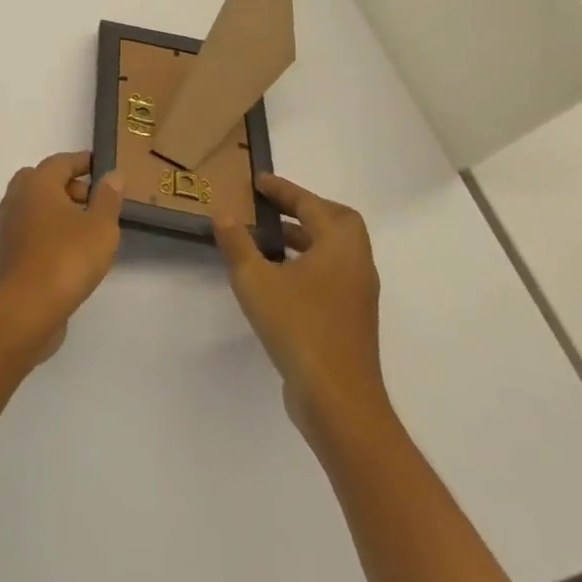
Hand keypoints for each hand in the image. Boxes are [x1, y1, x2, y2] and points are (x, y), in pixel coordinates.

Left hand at [0, 151, 121, 361]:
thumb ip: (108, 198)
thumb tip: (113, 175)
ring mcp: (10, 225)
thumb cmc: (66, 258)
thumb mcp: (100, 227)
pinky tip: (73, 248)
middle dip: (69, 185)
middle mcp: (18, 198)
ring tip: (89, 226)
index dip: (83, 162)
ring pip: (36, 205)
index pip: (61, 162)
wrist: (25, 308)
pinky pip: (33, 228)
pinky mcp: (10, 251)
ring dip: (60, 208)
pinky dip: (51, 228)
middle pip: (43, 180)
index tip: (102, 166)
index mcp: (38, 183)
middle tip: (95, 199)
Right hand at [213, 174, 388, 445]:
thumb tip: (223, 214)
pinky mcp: (350, 320)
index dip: (284, 190)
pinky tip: (277, 277)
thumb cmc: (298, 328)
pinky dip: (307, 263)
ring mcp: (357, 296)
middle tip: (272, 207)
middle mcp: (356, 265)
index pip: (312, 205)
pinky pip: (330, 275)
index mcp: (340, 247)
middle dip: (305, 209)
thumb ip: (237, 243)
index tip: (259, 181)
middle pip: (337, 223)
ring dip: (305, 237)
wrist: (337, 400)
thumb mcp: (255, 280)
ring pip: (334, 251)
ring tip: (268, 238)